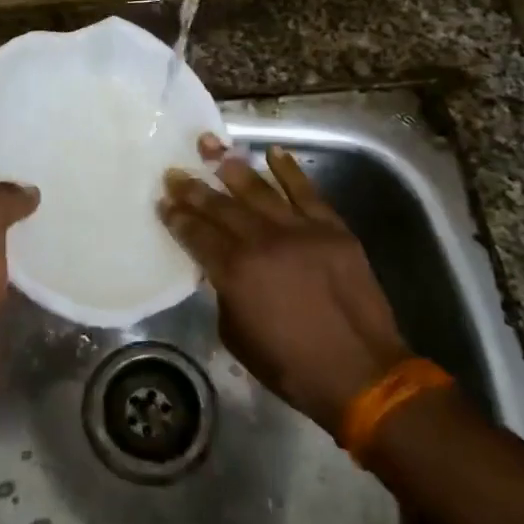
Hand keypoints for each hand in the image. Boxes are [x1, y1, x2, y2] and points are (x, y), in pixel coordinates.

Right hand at [159, 134, 410, 434]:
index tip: (163, 201)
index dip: (177, 217)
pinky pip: (306, 192)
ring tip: (212, 149)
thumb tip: (220, 268)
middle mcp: (263, 242)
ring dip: (232, 169)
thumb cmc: (291, 365)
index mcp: (235, 271)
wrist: (360, 373)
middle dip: (193, 188)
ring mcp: (301, 231)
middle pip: (221, 207)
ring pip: (259, 191)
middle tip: (175, 172)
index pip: (197, 234)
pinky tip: (273, 152)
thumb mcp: (236, 335)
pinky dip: (289, 170)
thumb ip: (224, 293)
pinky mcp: (333, 229)